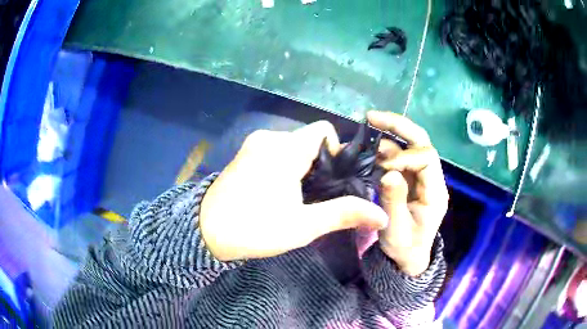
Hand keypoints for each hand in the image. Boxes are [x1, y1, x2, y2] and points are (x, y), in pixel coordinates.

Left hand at [200, 121, 389, 261]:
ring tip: (298, 195)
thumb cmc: (254, 229)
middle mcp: (269, 137)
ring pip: (293, 146)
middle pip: (309, 140)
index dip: (336, 152)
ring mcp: (254, 144)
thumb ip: (343, 214)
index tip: (334, 181)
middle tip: (317, 195)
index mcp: (285, 149)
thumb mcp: (303, 225)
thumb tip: (382, 215)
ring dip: (303, 166)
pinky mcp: (245, 153)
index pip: (323, 130)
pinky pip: (276, 150)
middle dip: (320, 164)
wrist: (205, 231)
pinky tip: (279, 190)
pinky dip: (286, 165)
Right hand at [367, 111, 448, 275]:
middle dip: (398, 126)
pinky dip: (384, 151)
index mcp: (435, 192)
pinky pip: (398, 158)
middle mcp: (431, 179)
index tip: (382, 168)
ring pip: (409, 147)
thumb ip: (393, 201)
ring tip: (365, 133)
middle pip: (421, 142)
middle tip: (371, 117)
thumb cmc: (405, 248)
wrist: (406, 259)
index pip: (426, 158)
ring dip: (388, 137)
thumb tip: (387, 171)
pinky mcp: (409, 180)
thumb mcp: (396, 231)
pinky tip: (369, 151)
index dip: (404, 156)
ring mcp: (420, 178)